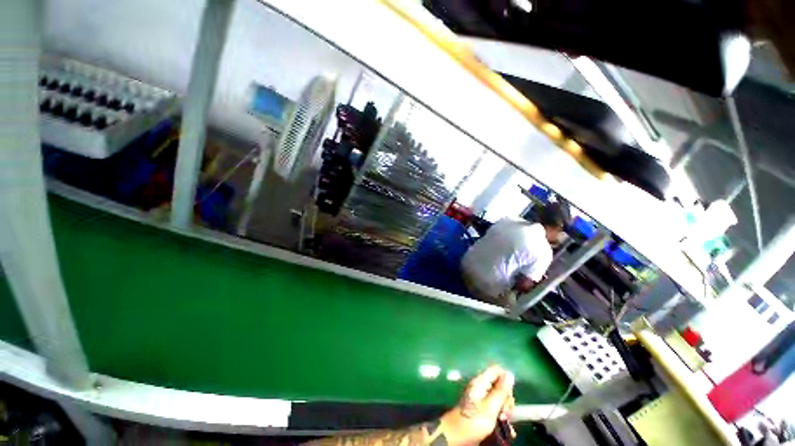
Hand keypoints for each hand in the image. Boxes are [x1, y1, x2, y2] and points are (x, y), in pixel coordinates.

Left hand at [440, 365, 515, 445]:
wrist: (458, 435)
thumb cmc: (474, 420)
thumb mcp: (491, 407)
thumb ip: (501, 390)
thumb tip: (510, 374)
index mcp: (480, 381)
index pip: (496, 370)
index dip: (506, 380)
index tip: (508, 395)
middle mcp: (481, 386)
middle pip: (499, 384)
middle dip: (506, 398)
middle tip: (505, 411)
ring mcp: (481, 397)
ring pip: (499, 396)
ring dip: (504, 407)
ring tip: (503, 419)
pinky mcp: (482, 407)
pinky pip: (495, 405)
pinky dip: (500, 413)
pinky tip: (503, 424)